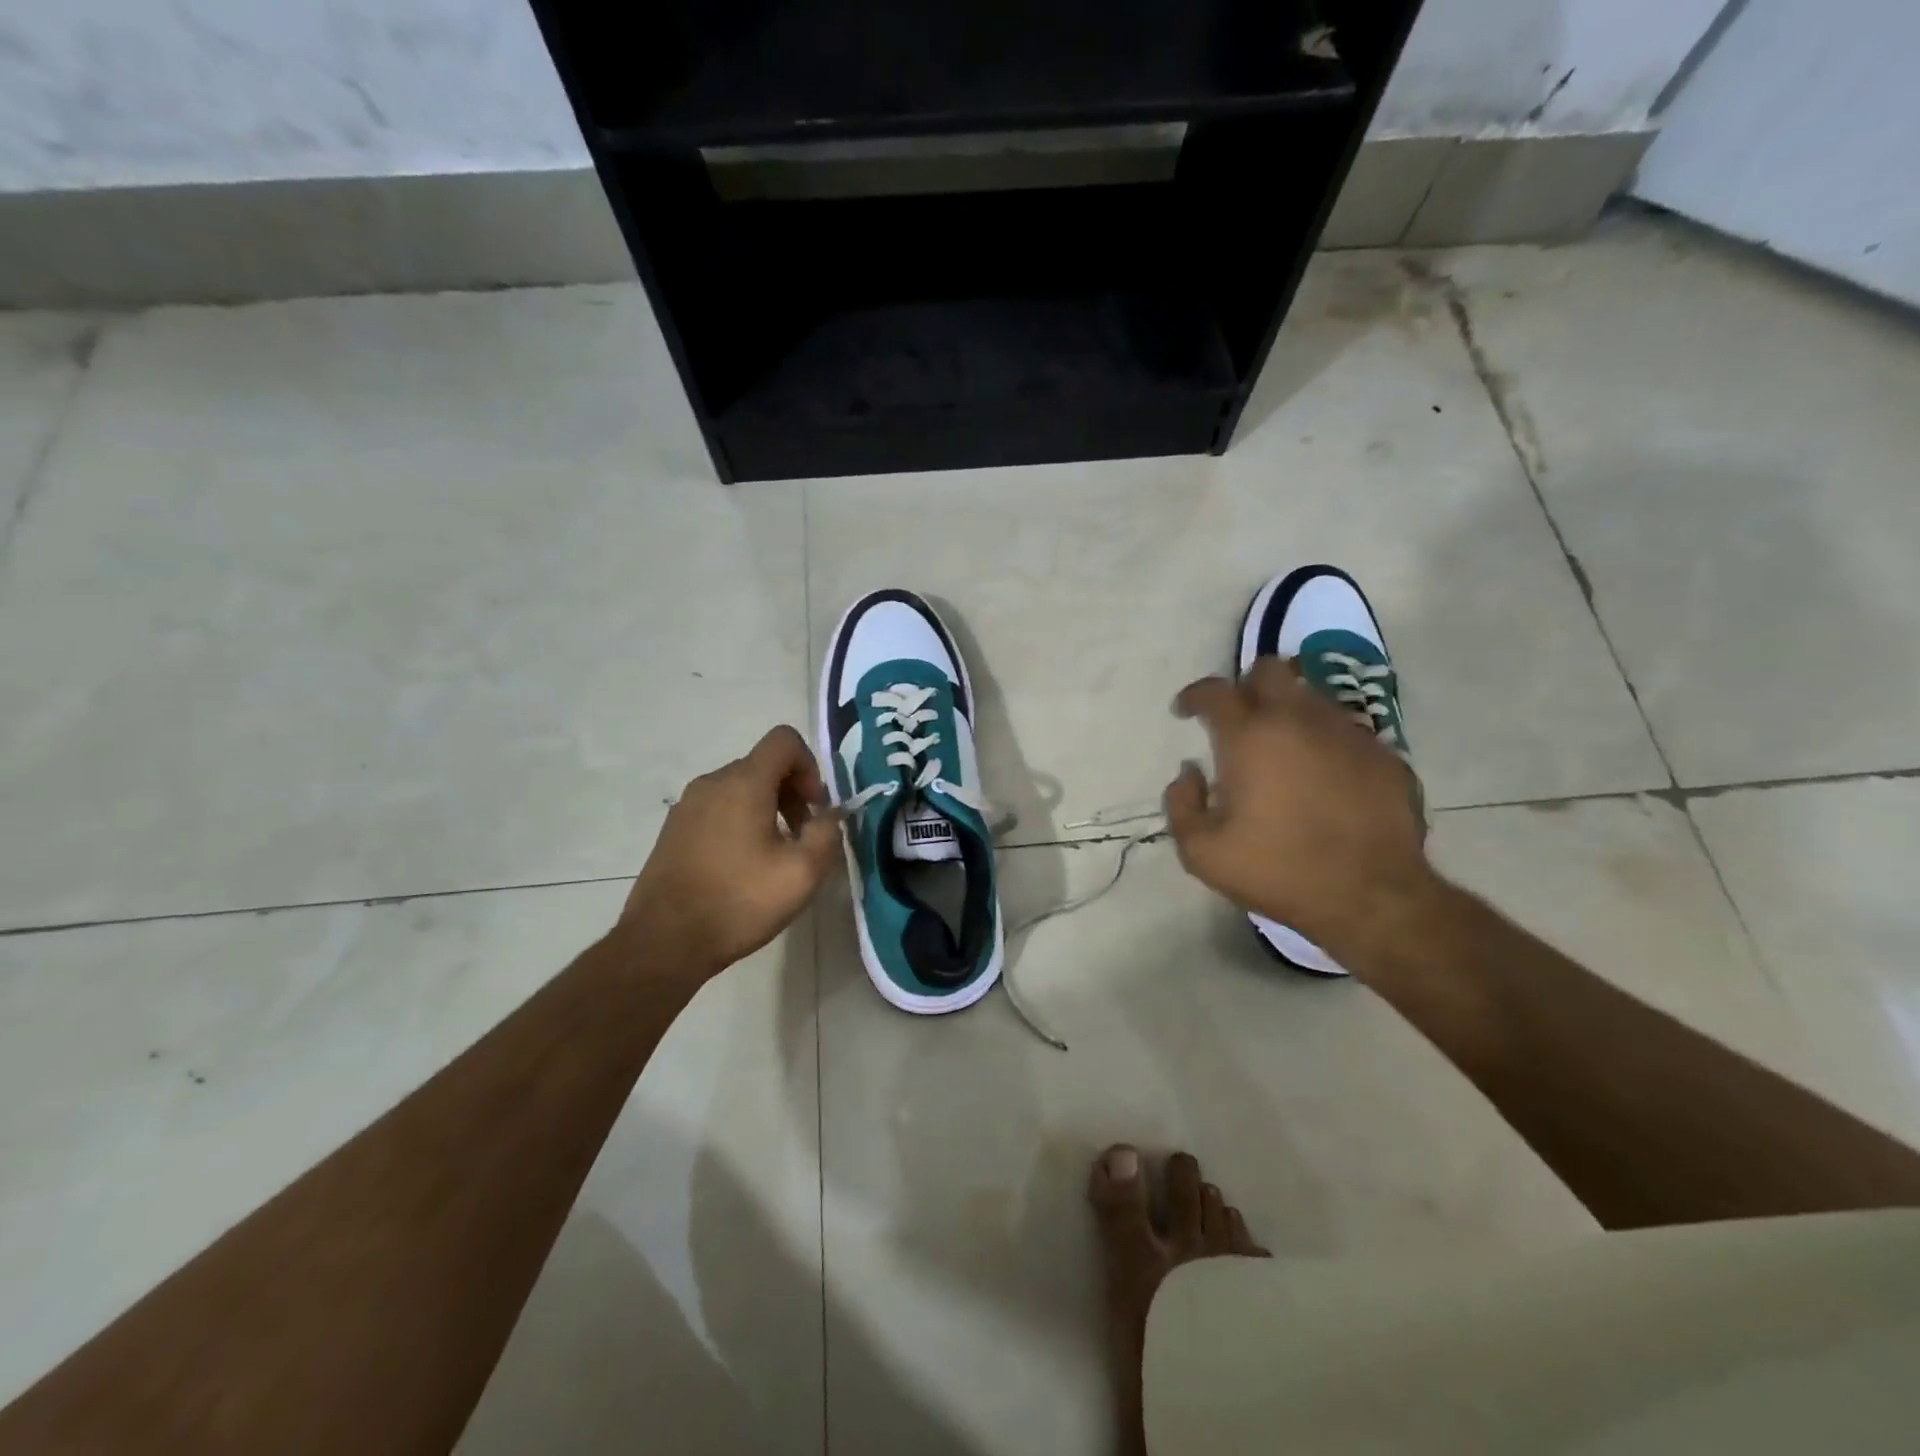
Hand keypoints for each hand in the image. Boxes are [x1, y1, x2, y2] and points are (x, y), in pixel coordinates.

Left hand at [620, 725, 842, 979]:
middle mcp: (712, 783)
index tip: (814, 809)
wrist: (664, 942)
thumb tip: (828, 817)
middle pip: (763, 765)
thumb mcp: (802, 874)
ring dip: (767, 809)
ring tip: (774, 856)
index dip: (810, 766)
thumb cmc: (739, 902)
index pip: (784, 740)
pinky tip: (742, 867)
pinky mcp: (674, 829)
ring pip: (740, 788)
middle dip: (792, 793)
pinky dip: (740, 823)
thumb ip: (827, 834)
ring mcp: (687, 806)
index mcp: (743, 783)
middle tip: (801, 837)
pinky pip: (718, 809)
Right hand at [1163, 658, 1435, 967]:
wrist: (1372, 897)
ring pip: (1310, 697)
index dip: (1194, 696)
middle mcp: (1298, 719)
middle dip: (1246, 685)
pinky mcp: (1383, 754)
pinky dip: (1324, 742)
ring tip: (1281, 750)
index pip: (1215, 691)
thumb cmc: (1277, 871)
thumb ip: (1181, 804)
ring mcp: (1347, 733)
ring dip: (1288, 712)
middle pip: (1270, 670)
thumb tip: (1189, 773)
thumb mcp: (1202, 852)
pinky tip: (1322, 778)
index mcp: (1250, 736)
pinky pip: (1345, 731)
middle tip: (1238, 719)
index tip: (1185, 712)